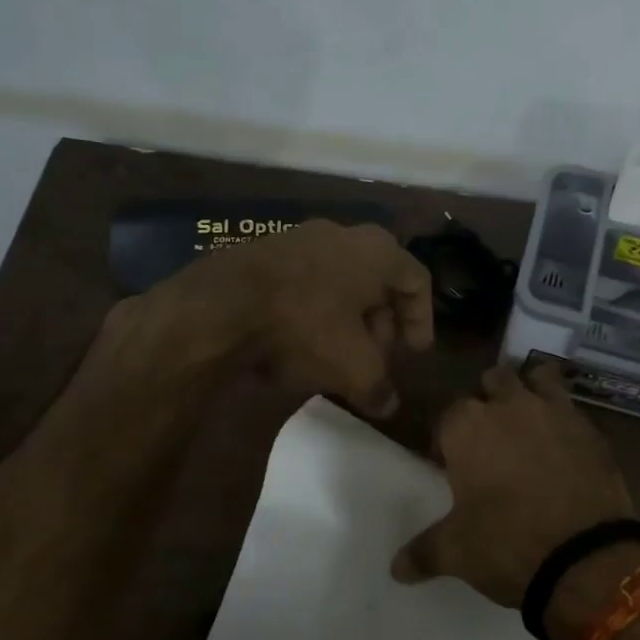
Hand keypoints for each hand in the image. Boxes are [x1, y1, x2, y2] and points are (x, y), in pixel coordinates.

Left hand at [105, 220, 433, 417]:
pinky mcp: (263, 251)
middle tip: (377, 358)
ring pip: (339, 280)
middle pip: (377, 281)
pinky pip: (305, 281)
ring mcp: (299, 238)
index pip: (417, 281)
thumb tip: (387, 405)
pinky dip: (314, 310)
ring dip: (348, 318)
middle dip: (382, 323)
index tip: (414, 354)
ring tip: (339, 355)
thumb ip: (379, 386)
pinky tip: (300, 342)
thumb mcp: (353, 367)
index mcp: (377, 251)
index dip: (421, 321)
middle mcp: (343, 234)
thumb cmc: (304, 327)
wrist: (218, 307)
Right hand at [391, 363, 635, 606]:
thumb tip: (396, 568)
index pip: (448, 414)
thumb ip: (422, 551)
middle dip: (489, 400)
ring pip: (538, 378)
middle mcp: (509, 405)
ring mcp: (555, 411)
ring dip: (531, 391)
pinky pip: (572, 409)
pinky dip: (565, 419)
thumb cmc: (507, 544)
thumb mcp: (456, 552)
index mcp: (468, 426)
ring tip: (530, 422)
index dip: (447, 437)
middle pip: (493, 381)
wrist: (585, 556)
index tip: (450, 464)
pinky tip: (565, 446)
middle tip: (491, 438)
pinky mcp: (591, 428)